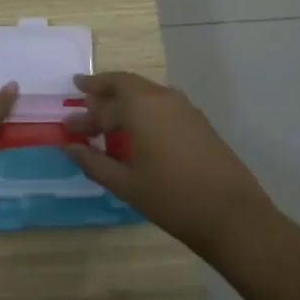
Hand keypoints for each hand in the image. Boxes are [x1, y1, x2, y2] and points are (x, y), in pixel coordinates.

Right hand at [66, 71, 274, 258]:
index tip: (67, 126)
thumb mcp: (125, 184)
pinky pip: (162, 104)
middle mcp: (162, 97)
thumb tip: (69, 147)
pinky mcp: (199, 121)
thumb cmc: (171, 198)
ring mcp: (184, 107)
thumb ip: (93, 162)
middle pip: (125, 84)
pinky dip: (143, 110)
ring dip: (124, 100)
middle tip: (83, 99)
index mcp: (140, 106)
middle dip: (102, 91)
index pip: (103, 103)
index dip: (83, 116)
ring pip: (145, 92)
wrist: (232, 215)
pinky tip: (138, 133)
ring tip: (108, 118)